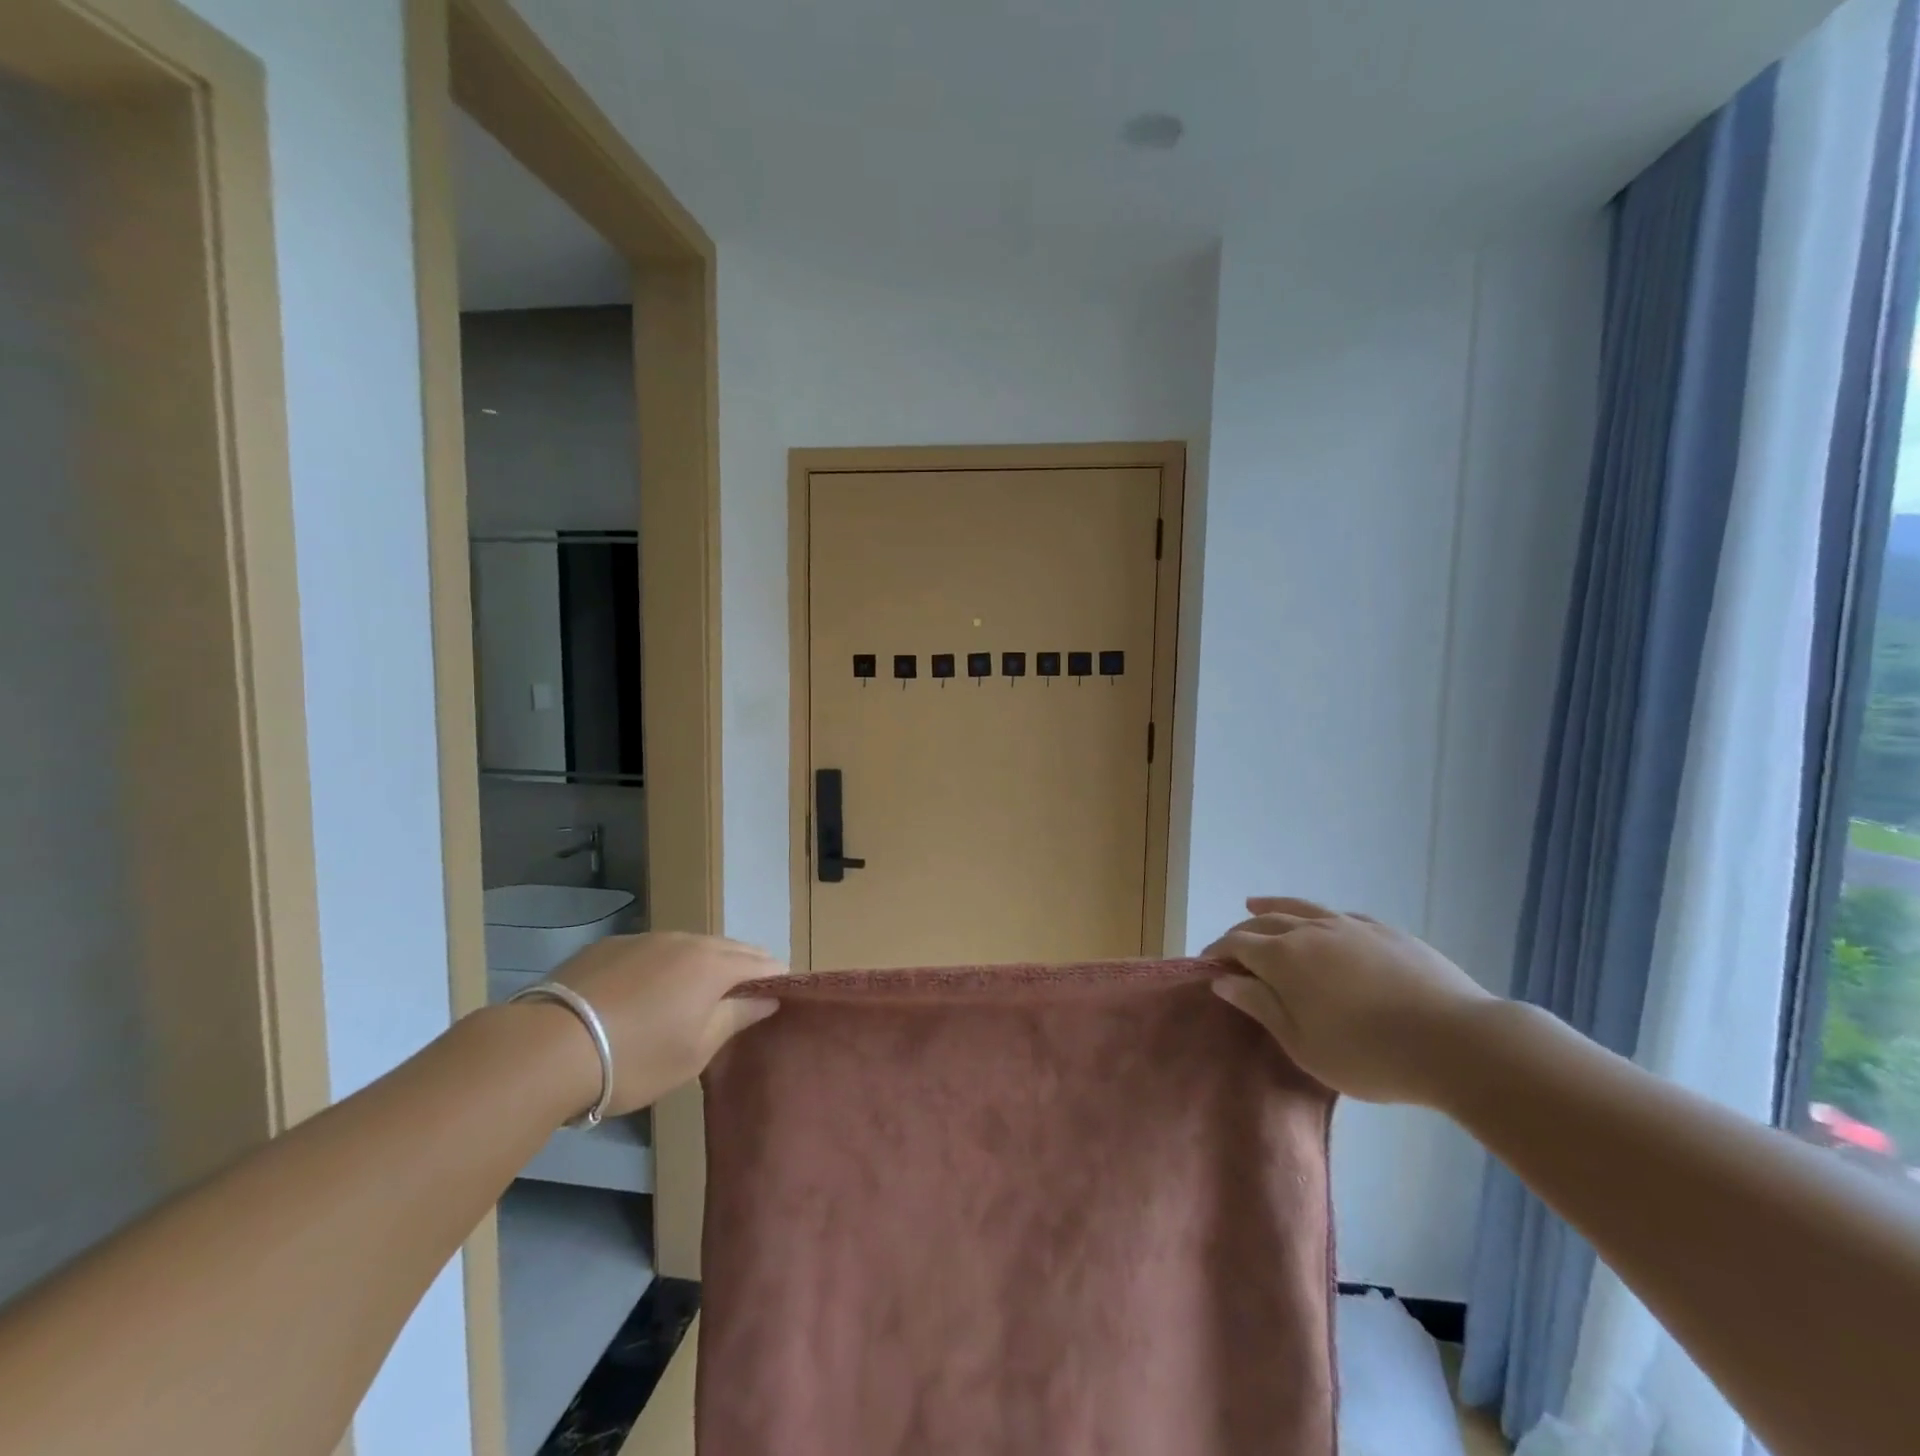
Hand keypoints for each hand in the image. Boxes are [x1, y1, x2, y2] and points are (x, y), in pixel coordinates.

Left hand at [546, 932, 785, 1114]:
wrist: (546, 1048)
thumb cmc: (635, 1057)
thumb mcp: (695, 1050)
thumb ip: (736, 1017)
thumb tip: (768, 997)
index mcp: (713, 964)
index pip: (762, 962)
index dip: (776, 979)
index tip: (779, 999)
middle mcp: (684, 940)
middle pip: (728, 947)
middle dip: (743, 968)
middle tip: (743, 999)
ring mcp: (644, 939)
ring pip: (689, 946)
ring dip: (702, 964)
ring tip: (697, 994)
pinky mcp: (608, 946)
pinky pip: (653, 950)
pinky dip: (664, 965)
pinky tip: (648, 991)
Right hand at [1205, 897, 1491, 1105]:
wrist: (1456, 1042)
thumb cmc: (1368, 1055)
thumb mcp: (1303, 1044)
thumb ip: (1260, 1007)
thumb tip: (1223, 981)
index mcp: (1284, 958)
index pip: (1237, 944)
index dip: (1218, 953)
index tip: (1208, 966)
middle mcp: (1310, 931)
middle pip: (1264, 922)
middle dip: (1241, 932)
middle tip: (1231, 949)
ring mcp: (1350, 926)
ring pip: (1300, 907)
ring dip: (1272, 907)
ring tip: (1255, 905)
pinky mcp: (1385, 931)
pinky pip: (1339, 916)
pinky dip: (1317, 917)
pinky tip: (1321, 923)